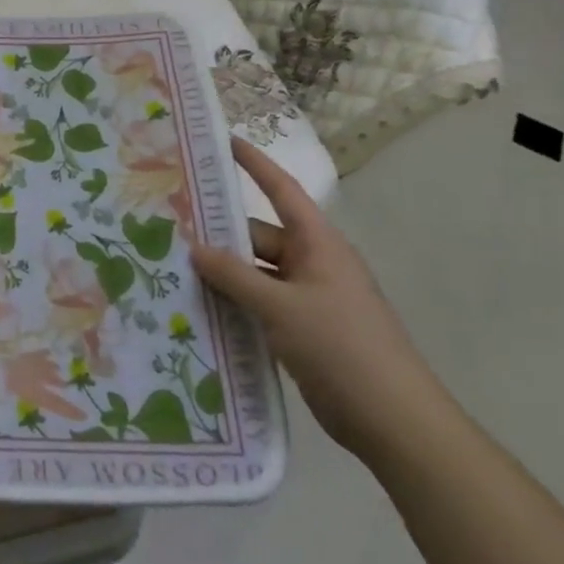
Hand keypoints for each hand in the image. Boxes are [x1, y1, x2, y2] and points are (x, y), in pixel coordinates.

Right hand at [191, 138, 450, 463]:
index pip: (281, 190)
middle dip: (219, 234)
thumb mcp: (281, 307)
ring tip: (173, 268)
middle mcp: (313, 264)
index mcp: (318, 244)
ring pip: (255, 274)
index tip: (222, 142)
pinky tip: (198, 309)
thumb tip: (195, 248)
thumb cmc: (341, 347)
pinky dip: (234, 304)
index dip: (254, 164)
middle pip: (258, 236)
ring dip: (223, 275)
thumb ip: (234, 276)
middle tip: (169, 226)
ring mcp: (308, 298)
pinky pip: (260, 304)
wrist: (393, 421)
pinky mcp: (302, 330)